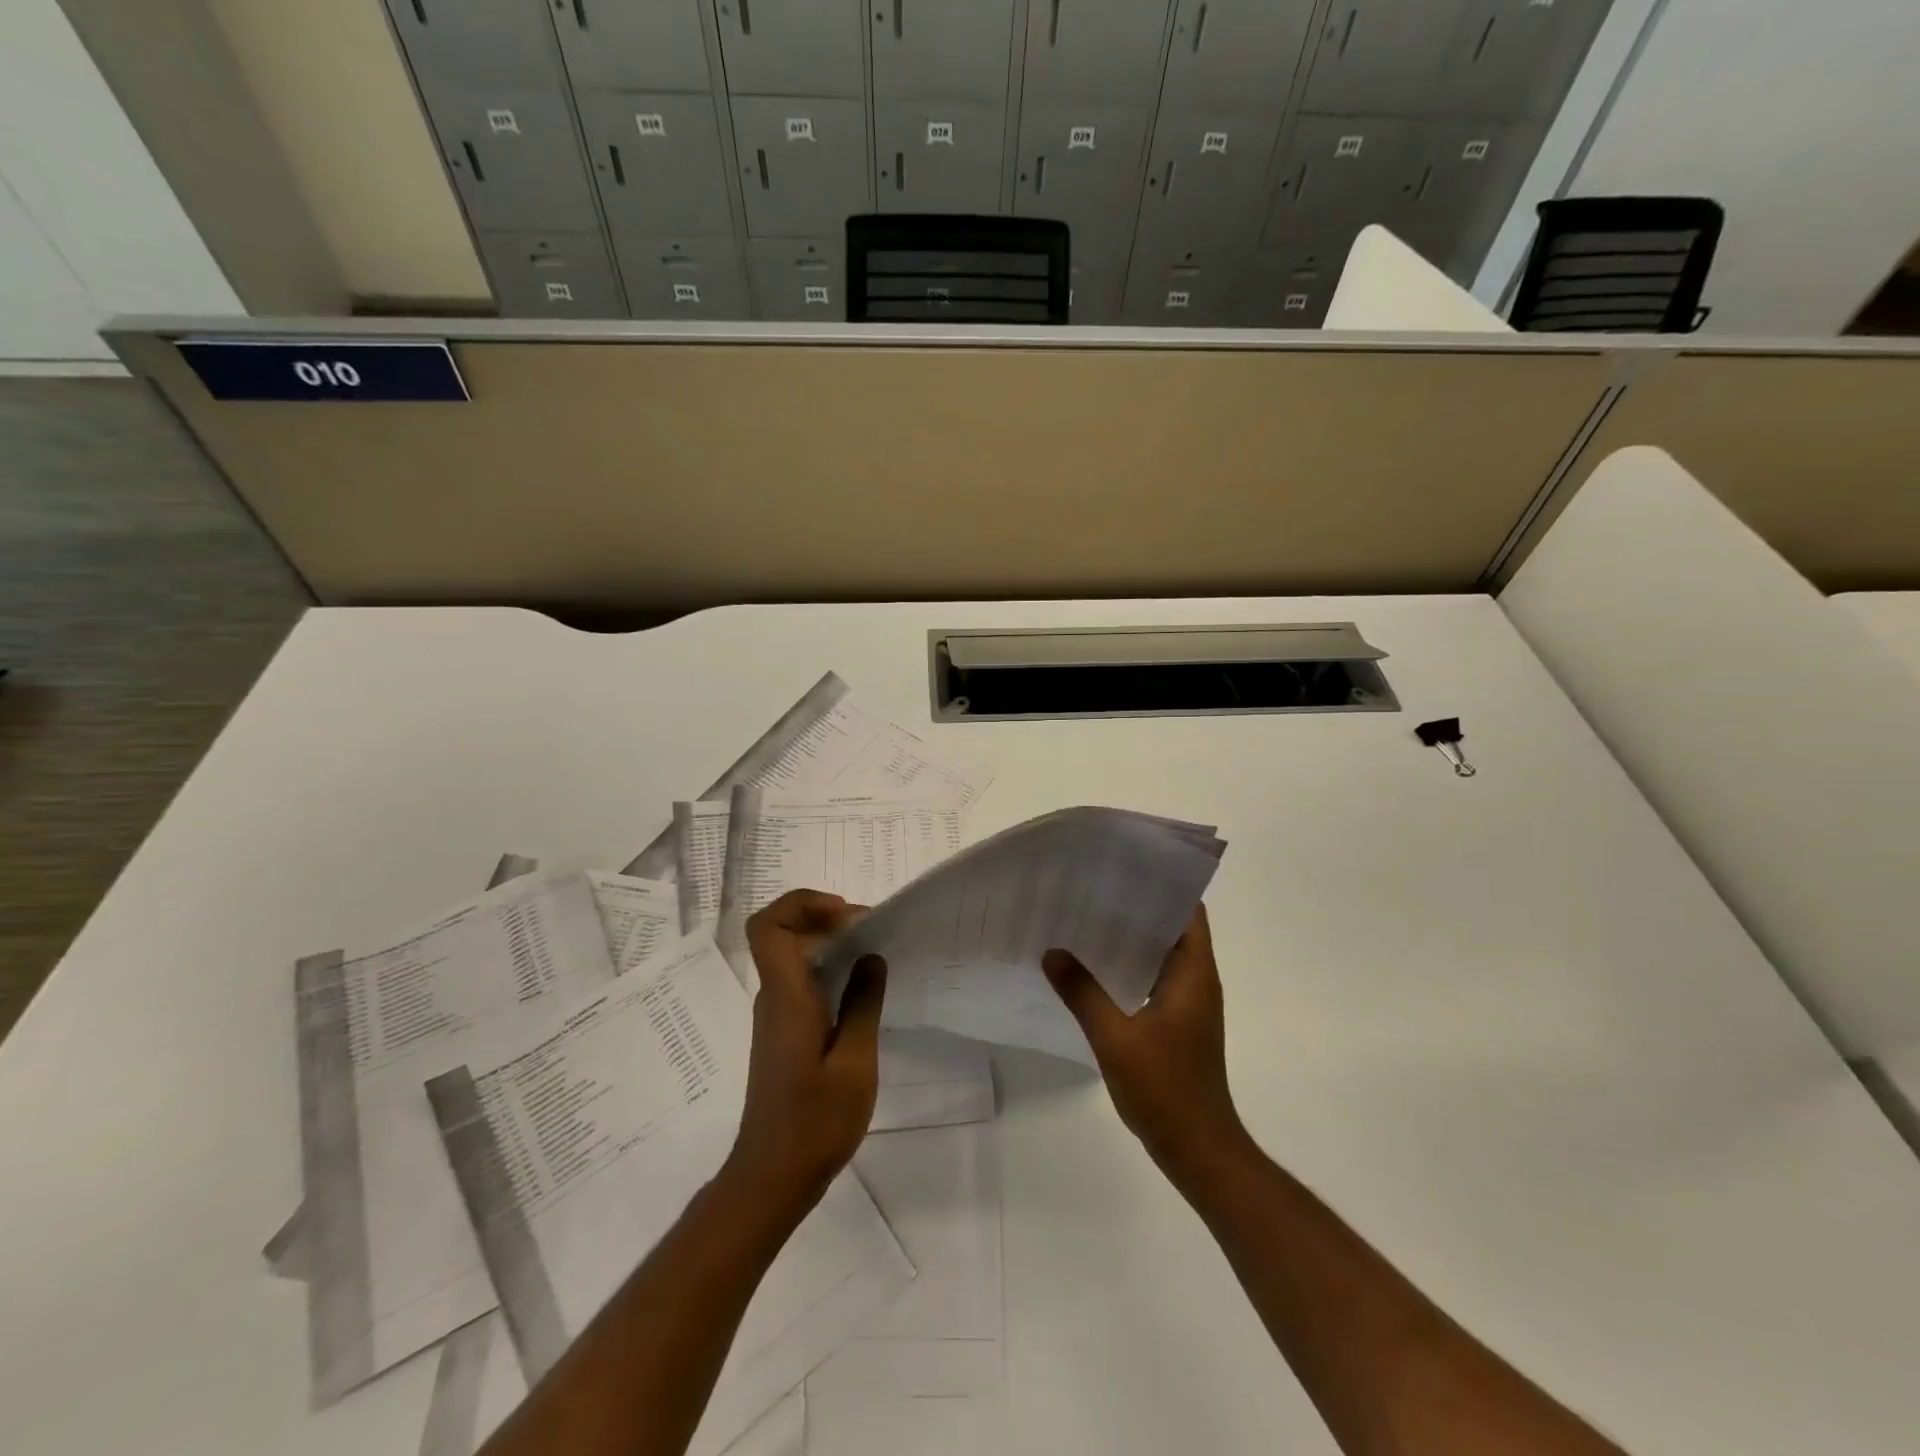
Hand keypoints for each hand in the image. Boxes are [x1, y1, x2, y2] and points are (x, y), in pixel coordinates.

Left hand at [724, 890, 886, 1211]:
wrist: (772, 1177)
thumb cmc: (815, 1122)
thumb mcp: (854, 1063)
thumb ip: (863, 1004)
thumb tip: (870, 957)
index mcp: (786, 997)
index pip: (768, 926)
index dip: (801, 904)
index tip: (845, 914)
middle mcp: (774, 998)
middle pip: (781, 934)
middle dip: (823, 918)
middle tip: (870, 928)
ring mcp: (775, 1017)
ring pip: (791, 957)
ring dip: (827, 943)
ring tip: (872, 953)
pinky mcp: (782, 1034)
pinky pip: (799, 982)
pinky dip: (826, 969)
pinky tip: (859, 990)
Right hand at [1042, 905, 1249, 1181]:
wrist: (1199, 1150)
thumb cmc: (1166, 1089)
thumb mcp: (1116, 1038)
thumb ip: (1082, 993)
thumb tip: (1052, 952)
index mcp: (1194, 973)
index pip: (1187, 910)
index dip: (1162, 883)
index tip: (1124, 866)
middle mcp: (1195, 980)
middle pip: (1170, 927)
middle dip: (1135, 905)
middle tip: (1089, 886)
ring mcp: (1187, 1004)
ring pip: (1158, 954)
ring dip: (1128, 937)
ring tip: (1083, 917)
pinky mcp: (1175, 1023)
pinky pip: (1150, 979)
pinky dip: (1126, 966)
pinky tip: (1089, 967)